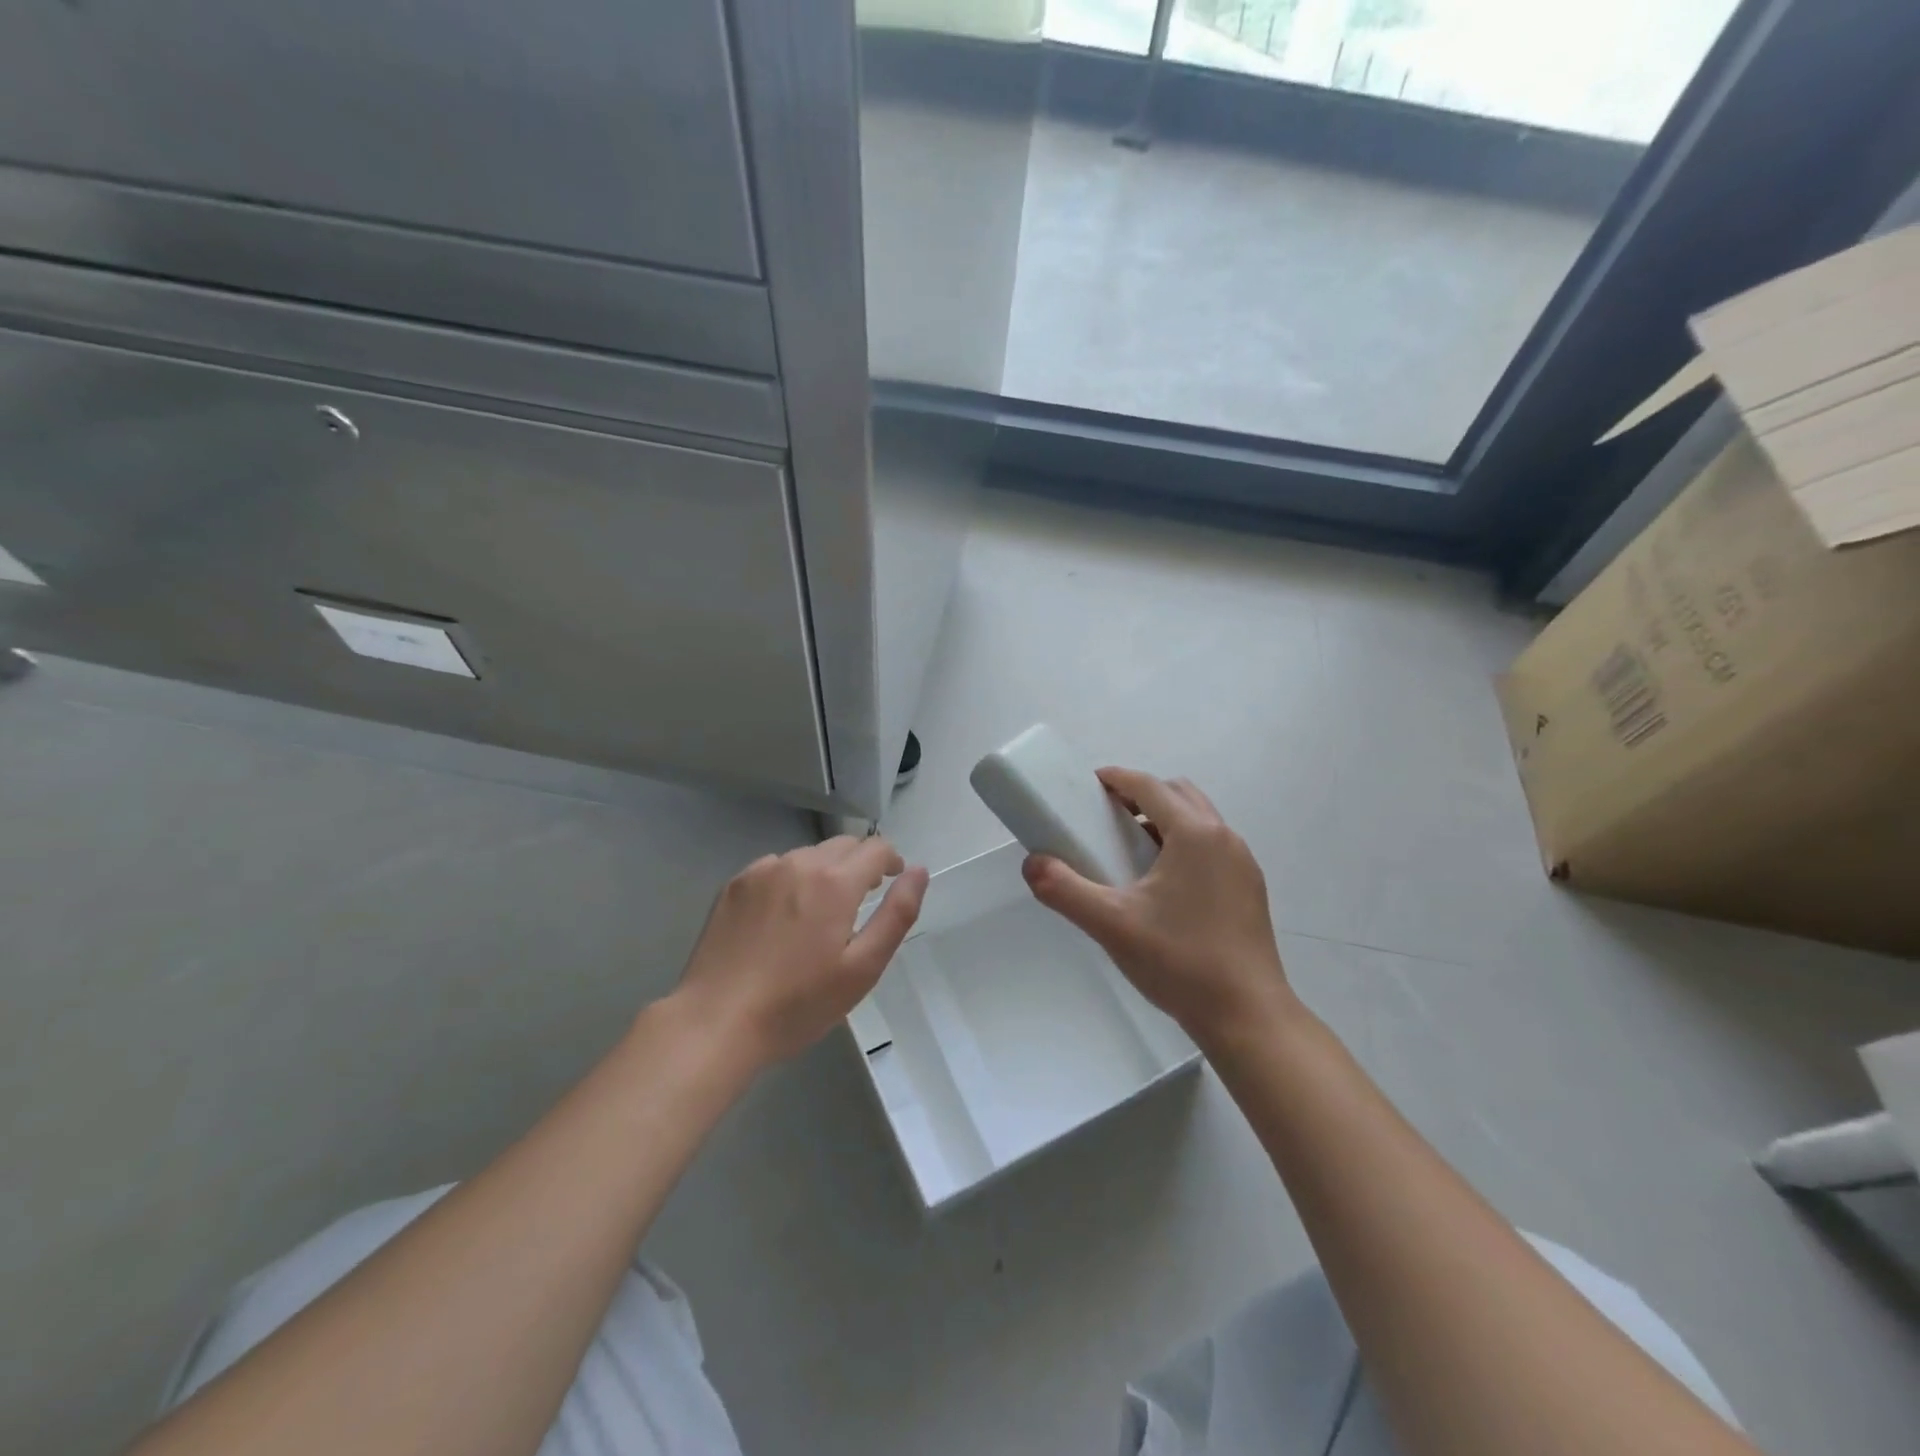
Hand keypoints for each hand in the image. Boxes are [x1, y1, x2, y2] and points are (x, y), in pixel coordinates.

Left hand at [674, 837, 928, 1065]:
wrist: (716, 1022)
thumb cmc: (798, 1003)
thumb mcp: (862, 968)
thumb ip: (897, 914)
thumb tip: (919, 871)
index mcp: (835, 882)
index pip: (876, 847)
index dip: (892, 861)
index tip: (891, 883)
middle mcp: (798, 863)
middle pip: (842, 845)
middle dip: (859, 864)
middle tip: (858, 903)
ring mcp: (761, 871)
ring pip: (807, 855)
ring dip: (823, 871)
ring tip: (818, 914)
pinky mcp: (733, 885)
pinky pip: (774, 868)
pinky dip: (789, 880)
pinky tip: (781, 918)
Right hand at [1023, 768, 1295, 1045]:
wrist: (1247, 1016)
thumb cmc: (1179, 961)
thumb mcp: (1111, 924)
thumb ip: (1064, 890)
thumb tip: (1032, 864)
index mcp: (1195, 834)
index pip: (1150, 786)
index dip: (1116, 779)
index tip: (1088, 784)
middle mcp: (1224, 838)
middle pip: (1179, 794)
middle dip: (1142, 795)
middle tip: (1107, 818)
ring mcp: (1243, 864)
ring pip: (1200, 821)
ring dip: (1165, 820)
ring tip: (1131, 851)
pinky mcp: (1250, 889)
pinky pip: (1213, 847)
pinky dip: (1185, 845)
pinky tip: (1164, 886)